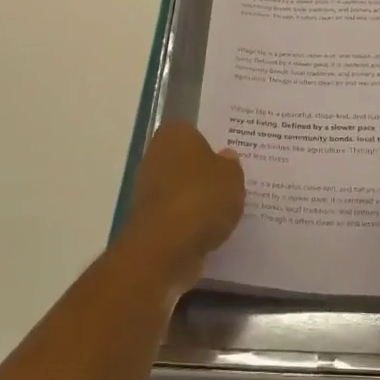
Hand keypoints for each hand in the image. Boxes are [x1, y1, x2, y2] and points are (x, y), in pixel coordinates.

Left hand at [119, 122, 244, 284]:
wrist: (166, 247)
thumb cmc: (201, 198)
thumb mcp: (232, 176)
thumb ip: (231, 164)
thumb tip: (226, 157)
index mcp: (175, 134)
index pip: (194, 131)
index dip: (211, 144)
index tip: (228, 158)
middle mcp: (155, 156)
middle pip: (184, 160)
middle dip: (202, 171)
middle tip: (229, 182)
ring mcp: (148, 189)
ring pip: (179, 188)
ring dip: (195, 198)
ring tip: (224, 210)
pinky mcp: (148, 220)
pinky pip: (176, 214)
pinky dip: (189, 220)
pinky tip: (209, 229)